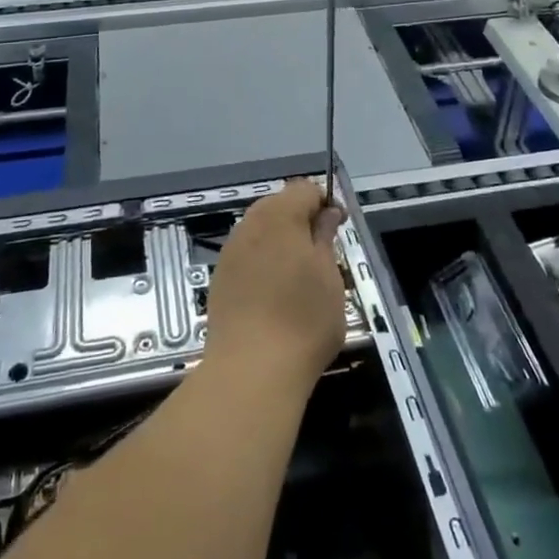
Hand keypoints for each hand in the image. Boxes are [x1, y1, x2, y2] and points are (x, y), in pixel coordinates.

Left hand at [202, 180, 347, 397]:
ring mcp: (230, 251)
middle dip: (301, 220)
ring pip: (260, 230)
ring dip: (280, 241)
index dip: (324, 203)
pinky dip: (263, 262)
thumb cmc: (303, 320)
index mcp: (279, 215)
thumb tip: (327, 214)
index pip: (304, 189)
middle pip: (278, 205)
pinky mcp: (219, 277)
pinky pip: (246, 255)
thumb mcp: (329, 276)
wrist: (250, 369)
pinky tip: (274, 292)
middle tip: (322, 254)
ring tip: (299, 276)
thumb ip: (325, 237)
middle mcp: (249, 224)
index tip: (339, 229)